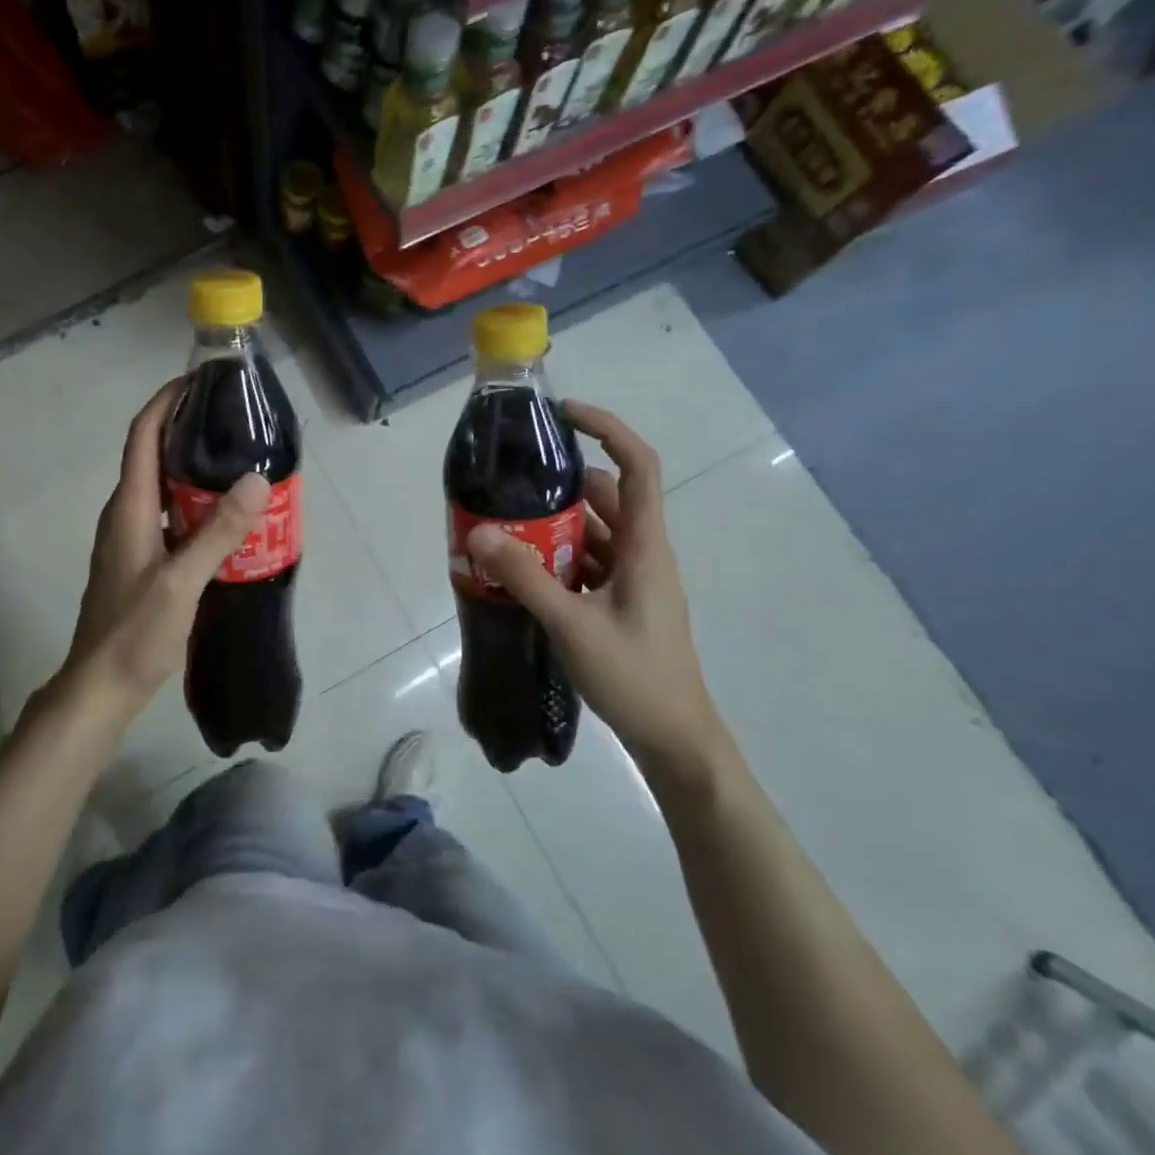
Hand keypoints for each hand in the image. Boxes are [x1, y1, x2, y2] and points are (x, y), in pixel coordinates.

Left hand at [59, 380, 270, 714]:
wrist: (101, 688)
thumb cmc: (134, 633)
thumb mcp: (181, 582)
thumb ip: (218, 532)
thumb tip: (256, 479)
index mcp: (129, 508)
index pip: (142, 437)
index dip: (164, 402)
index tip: (198, 381)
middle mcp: (126, 515)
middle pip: (154, 455)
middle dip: (188, 430)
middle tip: (235, 423)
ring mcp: (132, 539)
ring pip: (164, 488)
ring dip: (195, 470)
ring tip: (240, 462)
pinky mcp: (142, 561)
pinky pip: (171, 517)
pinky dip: (196, 505)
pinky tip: (228, 518)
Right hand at [464, 402, 724, 777]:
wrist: (675, 740)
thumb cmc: (635, 677)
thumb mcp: (573, 624)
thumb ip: (525, 577)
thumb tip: (479, 532)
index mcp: (644, 545)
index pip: (638, 466)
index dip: (608, 428)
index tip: (564, 414)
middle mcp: (640, 553)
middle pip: (603, 497)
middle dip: (558, 485)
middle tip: (509, 483)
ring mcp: (630, 580)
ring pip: (590, 533)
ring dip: (551, 526)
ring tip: (501, 525)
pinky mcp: (618, 603)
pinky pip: (584, 564)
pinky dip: (553, 559)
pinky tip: (517, 570)